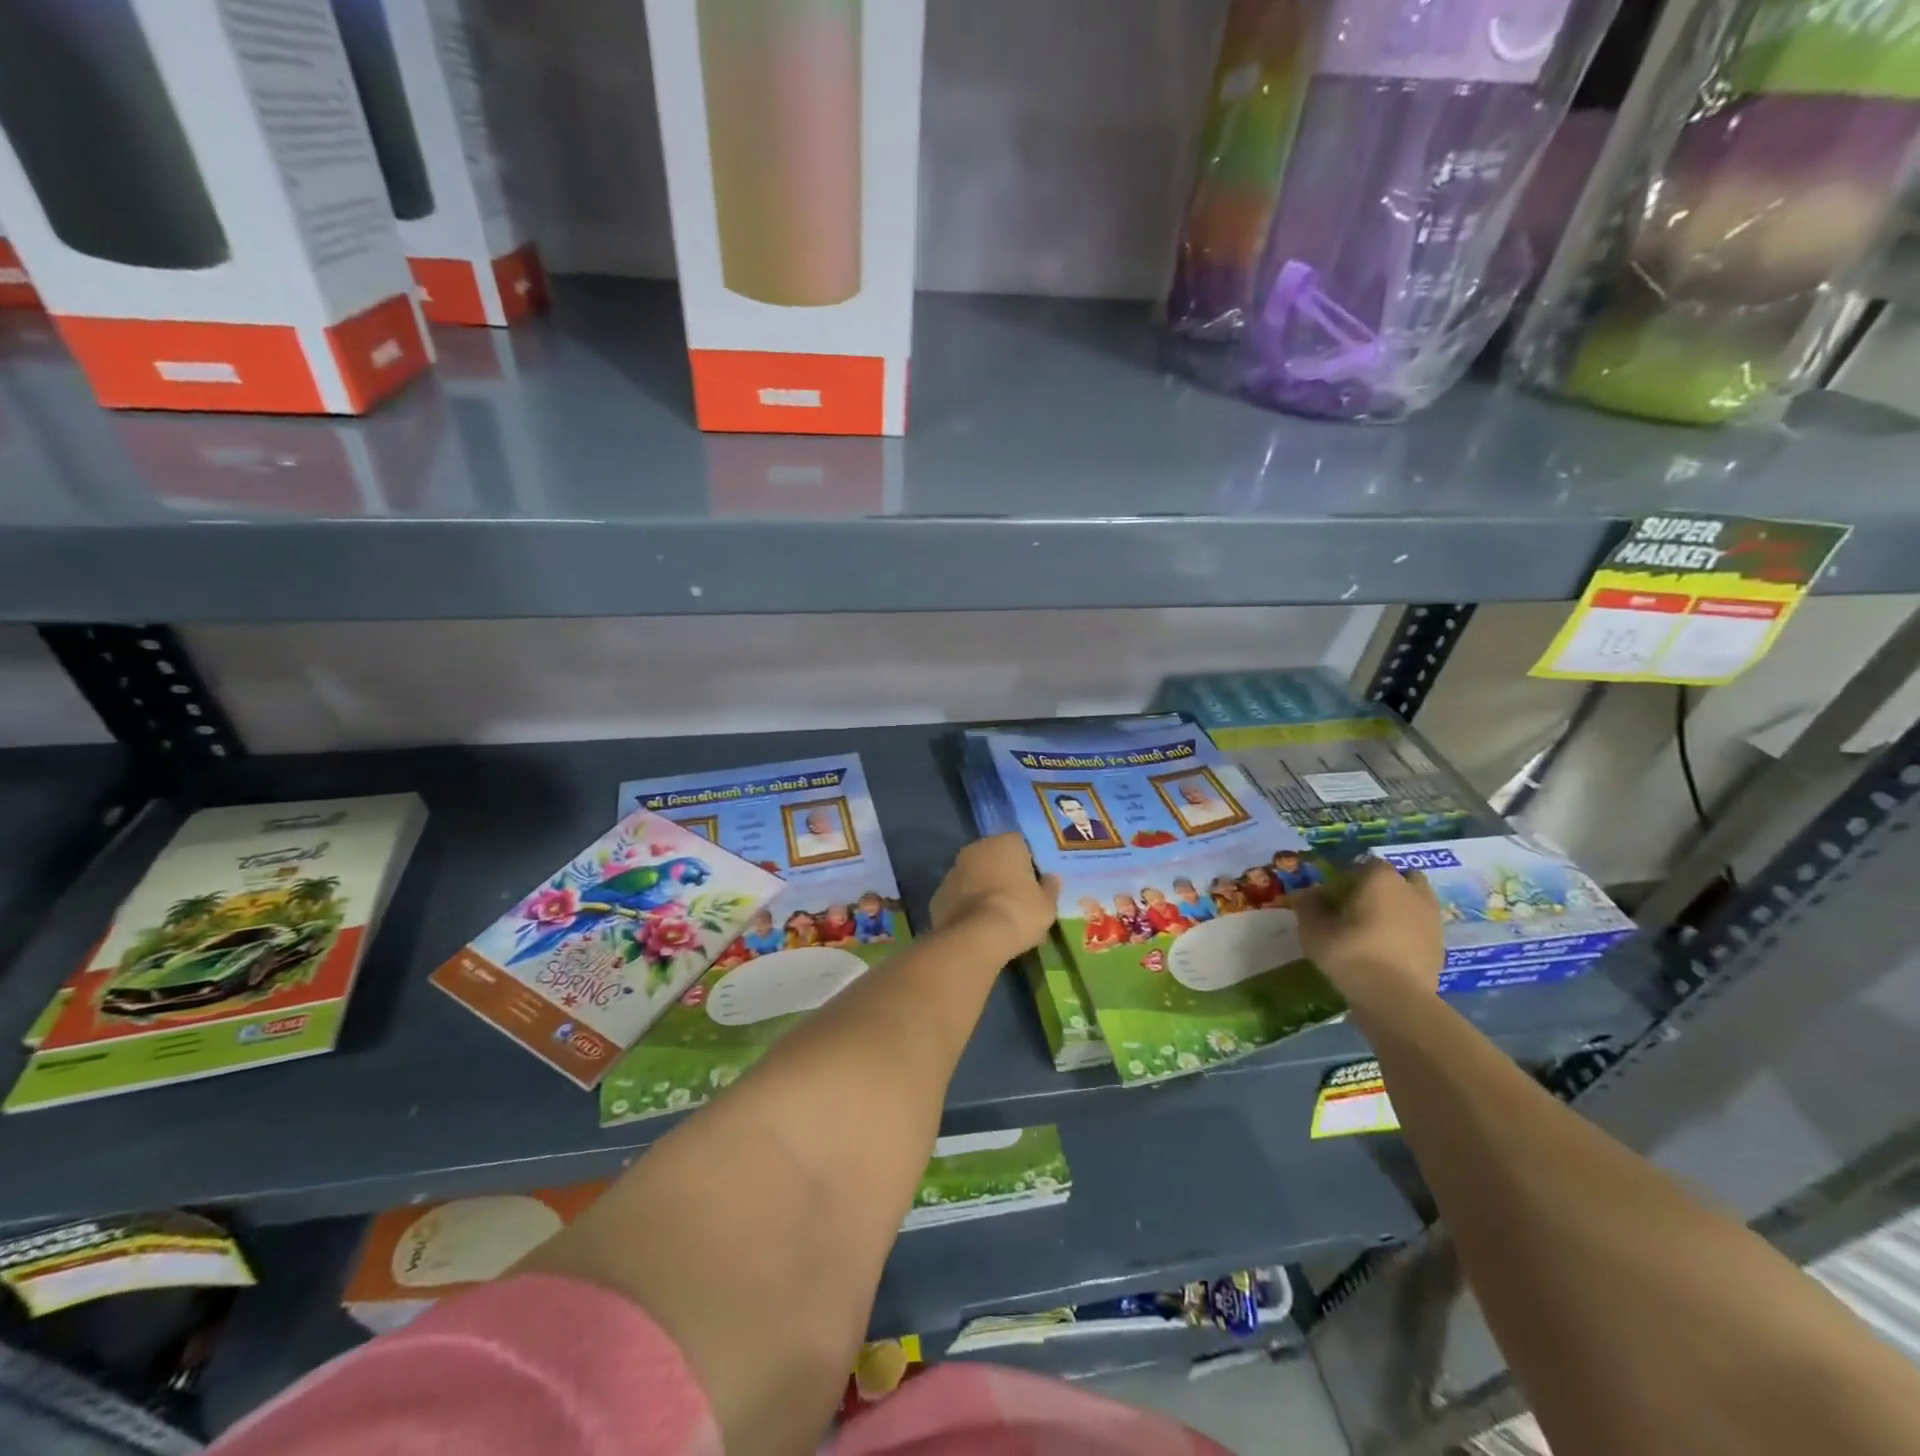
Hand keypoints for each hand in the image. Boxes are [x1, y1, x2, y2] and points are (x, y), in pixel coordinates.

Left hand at [930, 834, 1059, 958]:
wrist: (975, 938)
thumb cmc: (1019, 912)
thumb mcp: (1047, 905)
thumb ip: (1050, 888)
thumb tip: (1051, 879)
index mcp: (1005, 843)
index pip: (1021, 845)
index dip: (1028, 864)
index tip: (1034, 884)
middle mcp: (976, 849)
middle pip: (994, 858)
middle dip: (1003, 874)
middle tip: (1016, 899)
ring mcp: (953, 870)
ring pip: (974, 876)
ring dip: (983, 889)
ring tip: (996, 917)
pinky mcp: (938, 894)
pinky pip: (959, 896)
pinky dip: (966, 906)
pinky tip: (977, 926)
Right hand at [1291, 858, 1442, 1012]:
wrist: (1396, 999)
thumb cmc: (1350, 954)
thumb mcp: (1313, 930)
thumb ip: (1308, 907)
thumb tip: (1308, 896)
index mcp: (1380, 878)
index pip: (1361, 864)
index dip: (1345, 878)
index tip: (1330, 897)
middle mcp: (1411, 890)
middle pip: (1397, 877)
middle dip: (1380, 887)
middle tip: (1358, 907)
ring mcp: (1431, 917)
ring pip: (1414, 901)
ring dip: (1398, 908)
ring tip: (1375, 929)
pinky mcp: (1440, 944)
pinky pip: (1420, 927)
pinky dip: (1408, 931)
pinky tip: (1388, 948)